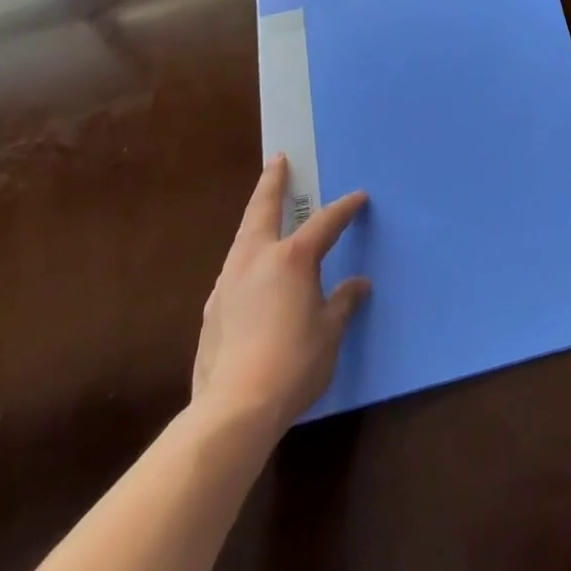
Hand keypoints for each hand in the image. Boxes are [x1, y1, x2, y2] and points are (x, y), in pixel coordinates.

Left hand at [190, 155, 369, 434]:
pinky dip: (247, 258)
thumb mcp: (330, 333)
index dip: (344, 208)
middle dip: (273, 182)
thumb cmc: (294, 364)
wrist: (234, 410)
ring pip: (243, 236)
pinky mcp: (212, 309)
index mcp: (292, 258)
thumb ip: (343, 303)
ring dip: (256, 219)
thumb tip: (358, 285)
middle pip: (263, 208)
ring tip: (263, 213)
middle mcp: (256, 258)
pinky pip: (234, 269)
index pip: (325, 222)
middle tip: (278, 161)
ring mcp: (228, 281)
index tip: (358, 198)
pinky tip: (251, 274)